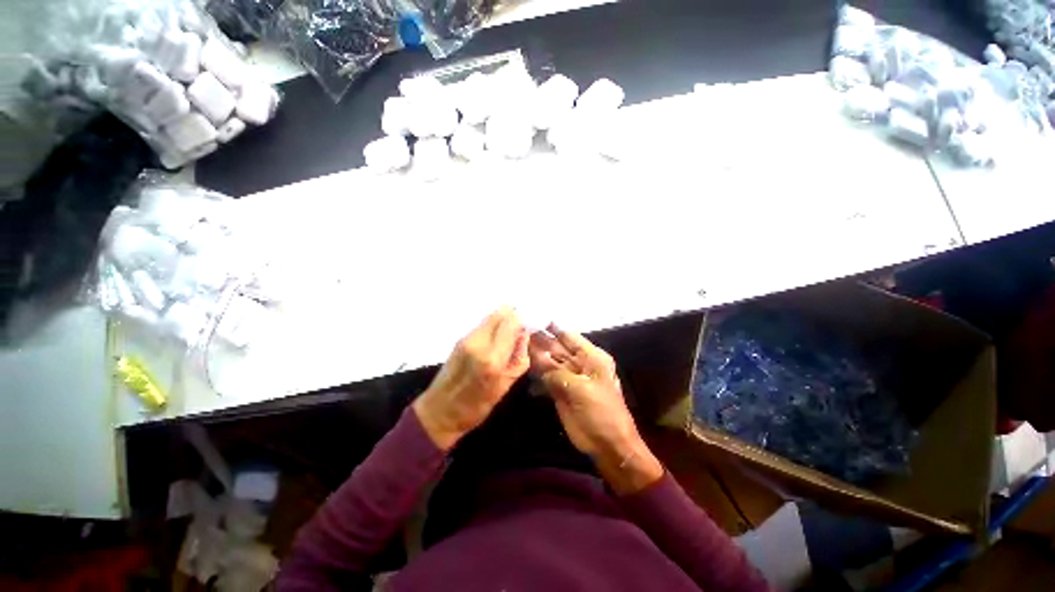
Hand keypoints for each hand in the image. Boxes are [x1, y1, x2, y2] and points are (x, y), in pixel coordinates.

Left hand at [413, 308, 529, 449]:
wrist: (439, 412)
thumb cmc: (476, 407)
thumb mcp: (505, 387)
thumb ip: (519, 359)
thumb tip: (524, 336)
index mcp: (492, 358)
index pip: (511, 321)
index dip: (522, 320)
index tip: (528, 327)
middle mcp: (478, 342)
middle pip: (499, 313)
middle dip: (512, 317)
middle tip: (519, 329)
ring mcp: (466, 338)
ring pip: (490, 317)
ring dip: (502, 321)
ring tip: (508, 336)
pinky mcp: (459, 339)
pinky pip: (482, 325)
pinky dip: (492, 327)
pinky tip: (494, 341)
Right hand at [531, 325, 663, 493]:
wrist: (607, 444)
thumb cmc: (601, 412)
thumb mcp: (581, 389)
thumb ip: (558, 373)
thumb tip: (537, 357)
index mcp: (592, 357)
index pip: (570, 337)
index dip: (553, 329)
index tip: (535, 319)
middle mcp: (580, 364)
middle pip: (558, 348)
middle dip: (541, 340)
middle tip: (521, 329)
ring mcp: (569, 378)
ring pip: (550, 362)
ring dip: (536, 354)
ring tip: (518, 343)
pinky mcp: (561, 391)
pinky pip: (547, 377)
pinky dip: (537, 371)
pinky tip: (524, 362)